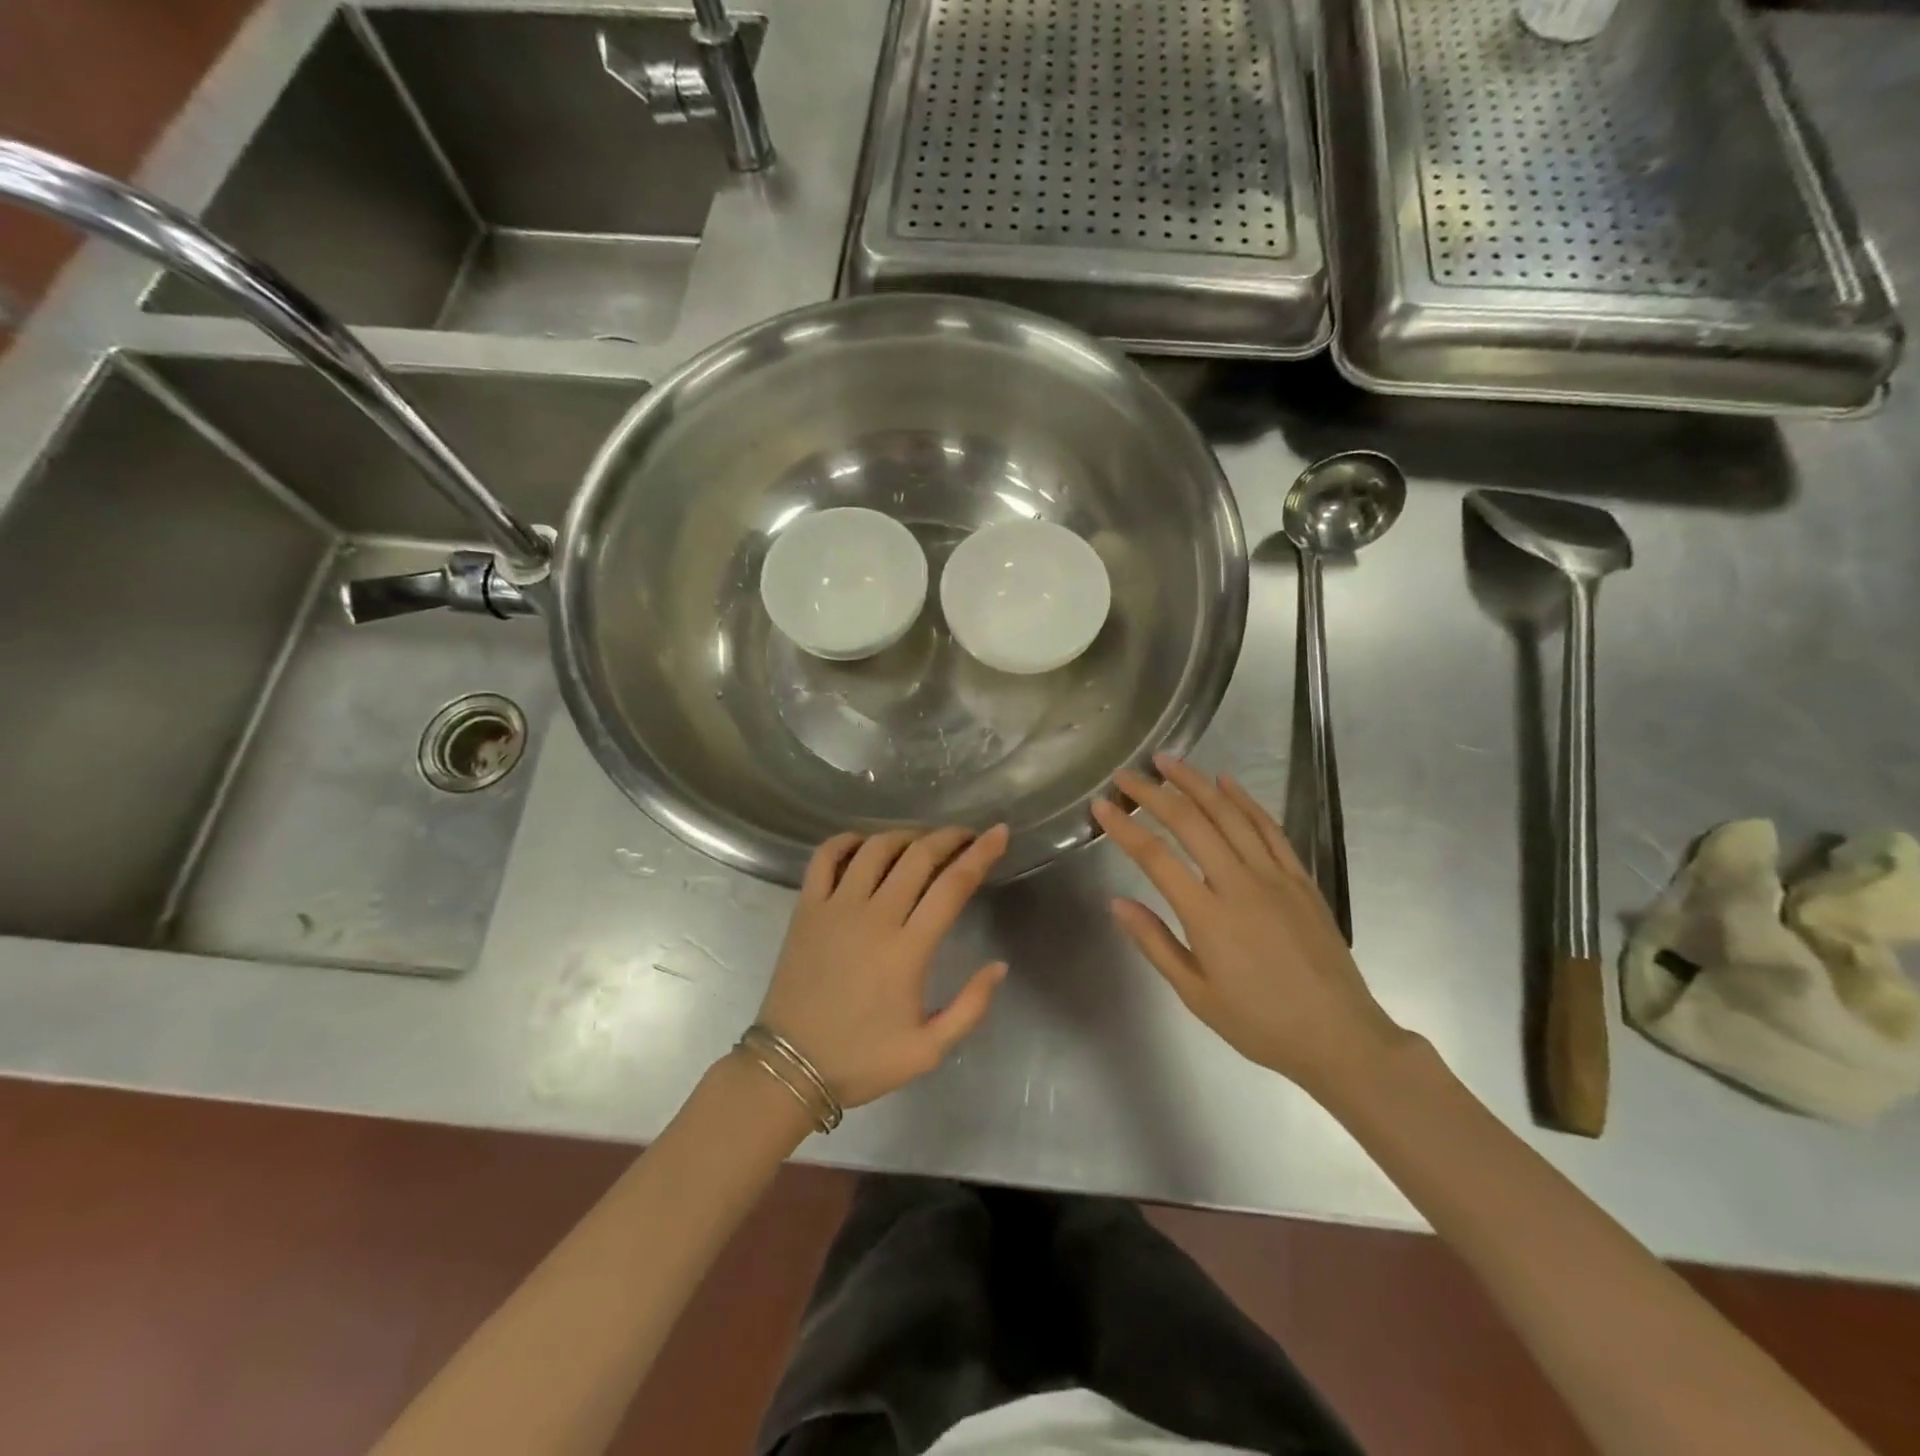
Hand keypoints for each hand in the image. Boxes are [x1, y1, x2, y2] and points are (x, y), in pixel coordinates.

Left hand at [756, 825, 1010, 1107]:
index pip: (953, 885)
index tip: (999, 833)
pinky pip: (824, 857)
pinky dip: (846, 841)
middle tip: (966, 835)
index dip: (981, 854)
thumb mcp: (928, 1050)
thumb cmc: (861, 1060)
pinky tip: (863, 844)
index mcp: (908, 949)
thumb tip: (999, 966)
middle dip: (949, 837)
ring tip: (921, 842)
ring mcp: (836, 908)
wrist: (789, 1068)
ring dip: (905, 836)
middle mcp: (874, 917)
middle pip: (918, 856)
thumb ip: (970, 1007)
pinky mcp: (806, 908)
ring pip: (875, 849)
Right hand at [1091, 756, 1409, 1097]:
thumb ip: (1155, 943)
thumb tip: (1117, 902)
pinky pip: (1270, 828)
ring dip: (1196, 783)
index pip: (1155, 857)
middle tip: (1127, 774)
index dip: (1124, 828)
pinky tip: (1226, 782)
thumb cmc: (1260, 1023)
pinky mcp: (1301, 878)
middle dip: (1154, 793)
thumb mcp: (1196, 995)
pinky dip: (1245, 800)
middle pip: (1190, 823)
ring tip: (1168, 761)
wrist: (1340, 1037)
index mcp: (1208, 916)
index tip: (1101, 805)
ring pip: (1230, 815)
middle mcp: (1239, 884)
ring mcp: (1275, 876)